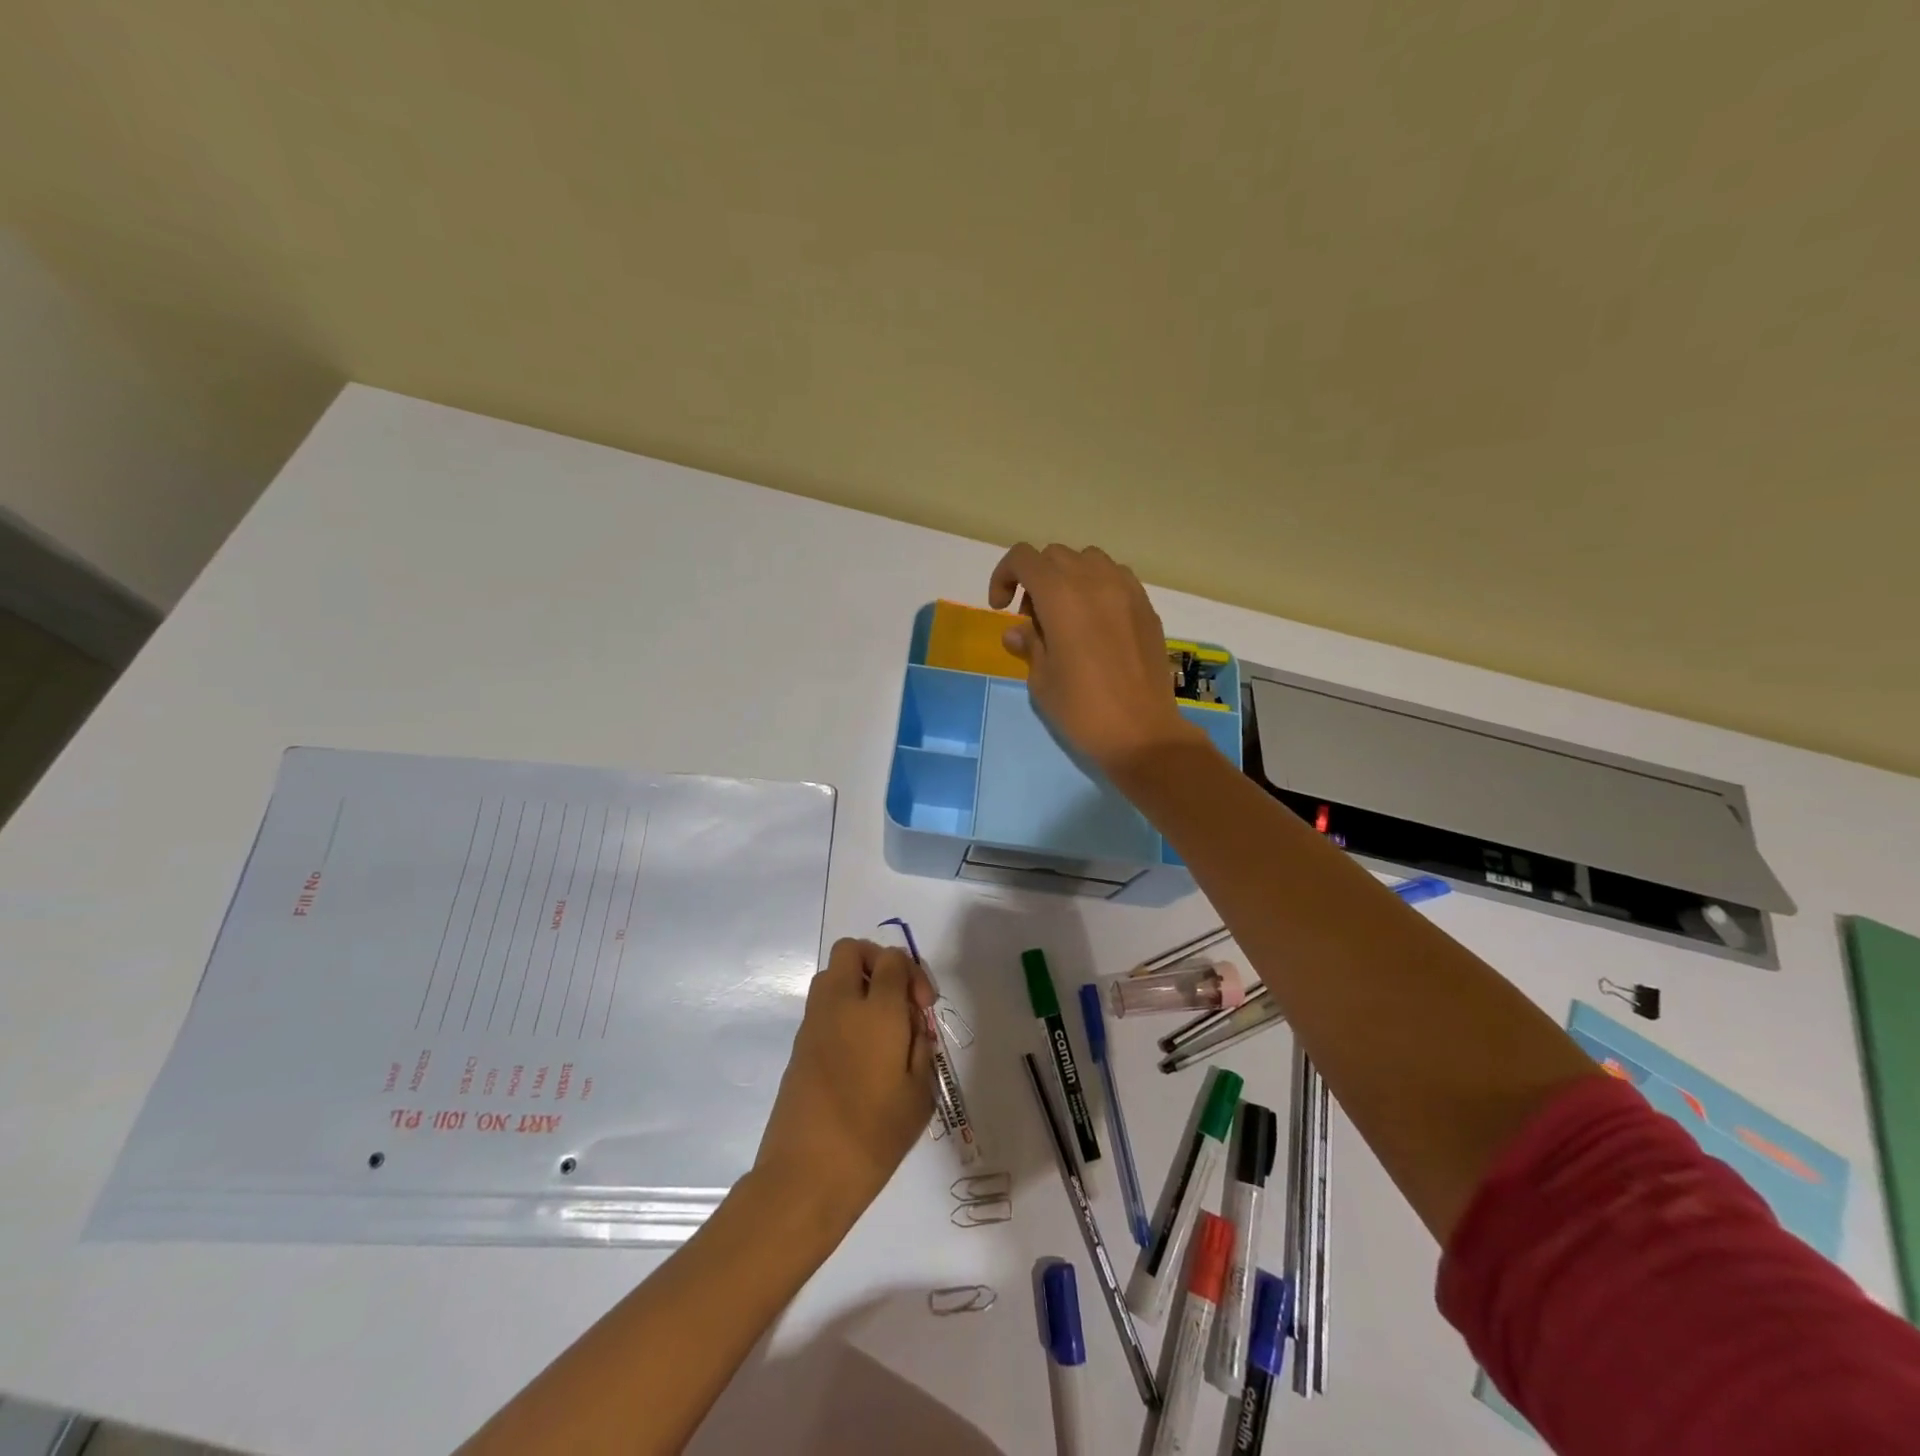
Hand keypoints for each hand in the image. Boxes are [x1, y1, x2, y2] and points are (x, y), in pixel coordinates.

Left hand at [753, 939, 934, 1234]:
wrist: (806, 1175)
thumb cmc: (874, 1137)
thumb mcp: (919, 1094)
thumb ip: (920, 1047)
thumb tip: (912, 1025)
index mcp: (877, 1011)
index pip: (892, 959)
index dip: (912, 973)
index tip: (922, 1008)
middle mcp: (841, 1004)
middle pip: (852, 950)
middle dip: (877, 961)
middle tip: (896, 999)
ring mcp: (814, 1022)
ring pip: (831, 974)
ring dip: (856, 983)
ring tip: (877, 1024)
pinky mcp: (799, 1045)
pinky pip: (822, 1005)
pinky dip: (841, 1010)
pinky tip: (858, 1051)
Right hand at [989, 543, 1208, 777]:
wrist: (1142, 734)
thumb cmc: (1082, 710)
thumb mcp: (1042, 680)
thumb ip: (1030, 645)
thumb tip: (1018, 631)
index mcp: (1061, 596)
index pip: (1024, 558)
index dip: (1004, 576)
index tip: (1001, 608)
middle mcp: (1095, 581)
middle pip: (1055, 555)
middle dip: (1036, 579)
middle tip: (1033, 619)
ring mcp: (1127, 591)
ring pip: (1089, 560)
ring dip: (1069, 578)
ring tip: (1066, 616)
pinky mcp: (1147, 607)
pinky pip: (1117, 578)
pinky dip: (1098, 587)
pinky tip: (1096, 624)